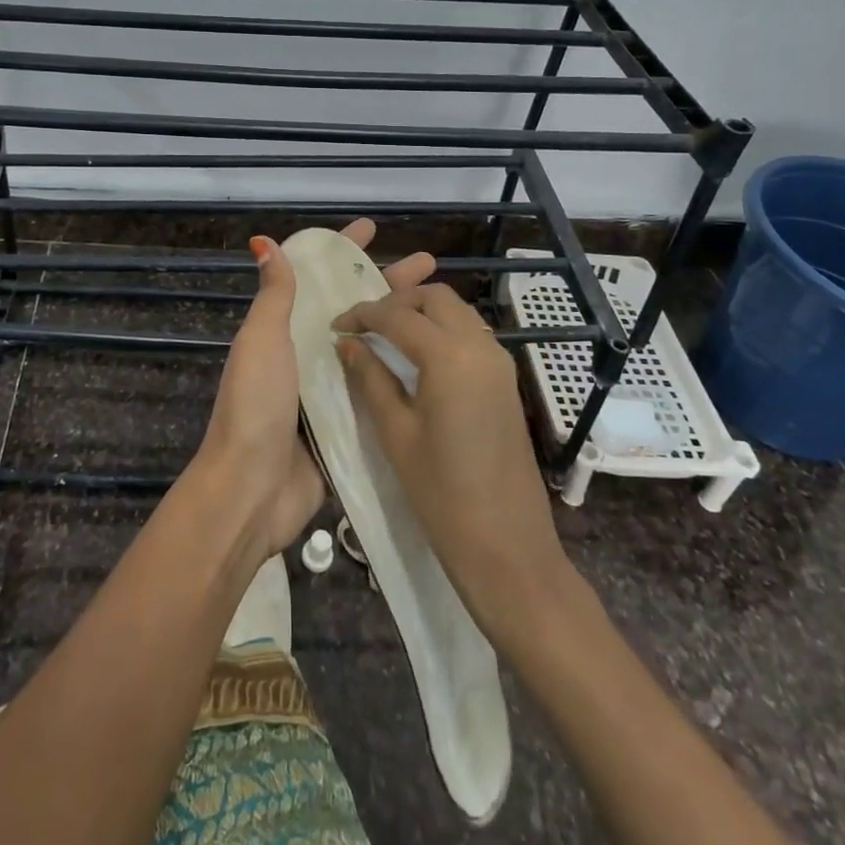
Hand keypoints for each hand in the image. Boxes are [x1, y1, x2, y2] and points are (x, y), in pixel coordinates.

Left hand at [197, 220, 435, 560]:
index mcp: (285, 329)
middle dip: (387, 282)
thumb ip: (274, 295)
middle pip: (354, 307)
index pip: (317, 278)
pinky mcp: (347, 424)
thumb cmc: (256, 403)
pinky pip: (376, 390)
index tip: (372, 228)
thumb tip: (263, 241)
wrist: (253, 488)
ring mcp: (329, 390)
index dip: (342, 250)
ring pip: (370, 346)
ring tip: (442, 308)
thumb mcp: (262, 340)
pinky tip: (434, 362)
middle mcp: (308, 353)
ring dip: (400, 325)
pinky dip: (399, 373)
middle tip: (429, 264)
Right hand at [332, 283, 571, 638]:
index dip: (362, 314)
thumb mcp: (396, 433)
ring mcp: (499, 362)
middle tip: (365, 324)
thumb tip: (347, 343)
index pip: (398, 315)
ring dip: (422, 311)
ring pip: (457, 311)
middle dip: (397, 301)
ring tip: (387, 334)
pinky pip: (471, 334)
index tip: (335, 325)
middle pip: (435, 298)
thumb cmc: (442, 494)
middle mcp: (480, 346)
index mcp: (450, 357)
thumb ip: (370, 379)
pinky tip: (418, 355)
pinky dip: (442, 329)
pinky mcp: (506, 380)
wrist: (508, 546)